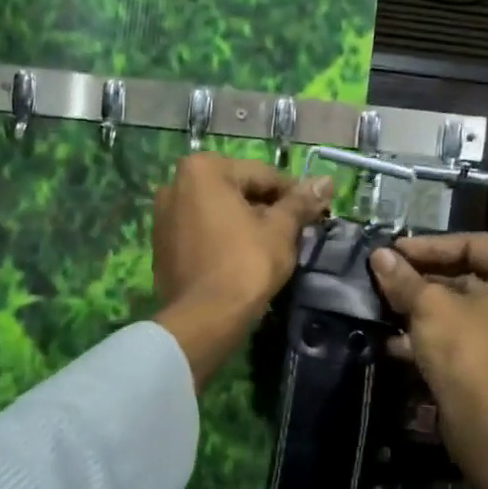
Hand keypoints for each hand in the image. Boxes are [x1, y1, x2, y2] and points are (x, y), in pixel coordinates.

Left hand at [152, 153, 333, 387]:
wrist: (204, 318)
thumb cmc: (246, 264)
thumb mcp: (280, 229)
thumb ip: (300, 202)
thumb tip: (326, 181)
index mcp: (203, 170)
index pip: (262, 175)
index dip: (292, 194)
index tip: (312, 213)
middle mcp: (176, 184)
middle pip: (237, 190)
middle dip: (266, 208)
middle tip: (294, 232)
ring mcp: (163, 215)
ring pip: (218, 211)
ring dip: (244, 222)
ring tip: (271, 247)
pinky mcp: (161, 244)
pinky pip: (200, 231)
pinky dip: (222, 237)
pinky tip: (242, 258)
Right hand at [368, 233, 487, 420]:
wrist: (487, 422)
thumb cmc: (466, 347)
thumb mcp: (429, 305)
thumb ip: (404, 278)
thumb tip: (379, 256)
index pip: (474, 244)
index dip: (430, 245)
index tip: (395, 252)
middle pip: (469, 277)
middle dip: (424, 279)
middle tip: (389, 277)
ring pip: (463, 310)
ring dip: (423, 308)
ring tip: (386, 306)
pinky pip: (464, 337)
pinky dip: (433, 335)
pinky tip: (395, 342)